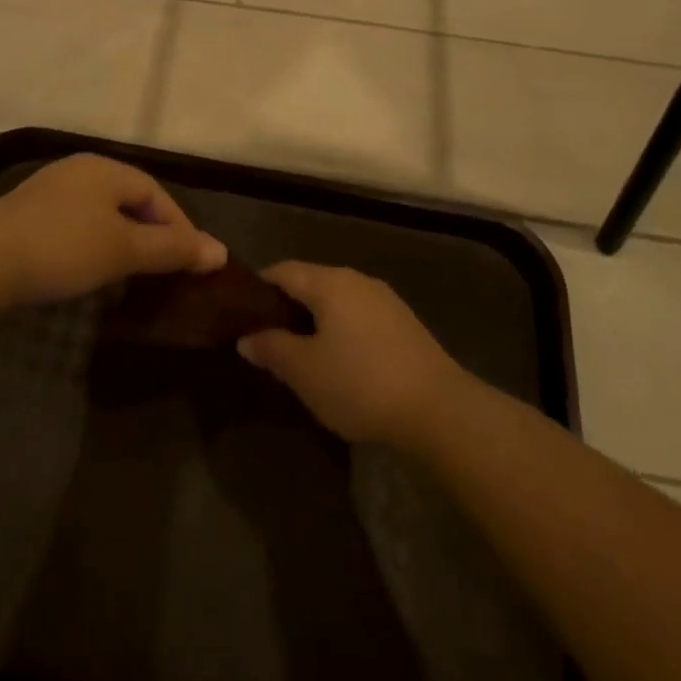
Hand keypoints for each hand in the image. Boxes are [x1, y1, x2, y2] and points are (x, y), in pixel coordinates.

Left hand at [0, 153, 227, 306]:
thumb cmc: (63, 248)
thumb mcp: (124, 250)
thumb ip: (171, 249)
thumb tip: (219, 251)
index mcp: (106, 169)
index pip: (156, 193)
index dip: (179, 227)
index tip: (192, 262)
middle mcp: (80, 170)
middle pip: (130, 199)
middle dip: (152, 233)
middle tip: (165, 269)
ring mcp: (51, 189)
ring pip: (102, 212)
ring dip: (123, 239)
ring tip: (132, 273)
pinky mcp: (28, 212)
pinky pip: (76, 222)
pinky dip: (94, 243)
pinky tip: (89, 268)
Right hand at [237, 262, 464, 447]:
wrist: (439, 410)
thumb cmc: (361, 384)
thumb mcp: (305, 372)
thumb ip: (272, 349)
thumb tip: (246, 337)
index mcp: (328, 282)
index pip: (282, 271)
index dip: (258, 288)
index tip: (241, 314)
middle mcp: (356, 279)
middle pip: (310, 282)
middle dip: (287, 306)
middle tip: (267, 339)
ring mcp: (384, 299)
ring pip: (337, 300)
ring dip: (316, 320)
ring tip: (302, 353)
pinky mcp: (404, 323)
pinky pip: (359, 316)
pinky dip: (342, 330)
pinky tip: (341, 362)